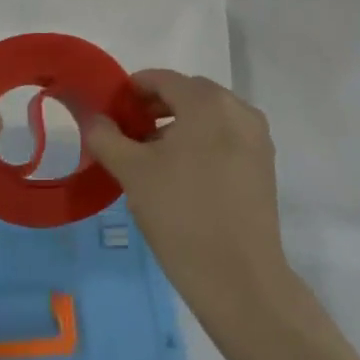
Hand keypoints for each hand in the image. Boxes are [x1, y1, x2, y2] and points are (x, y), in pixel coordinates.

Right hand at [83, 71, 291, 320]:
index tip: (110, 112)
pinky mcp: (264, 166)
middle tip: (127, 133)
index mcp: (207, 102)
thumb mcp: (132, 172)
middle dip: (155, 107)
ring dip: (179, 125)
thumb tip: (95, 119)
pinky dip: (201, 142)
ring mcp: (257, 139)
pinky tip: (181, 173)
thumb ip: (106, 136)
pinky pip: (226, 138)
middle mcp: (238, 110)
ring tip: (151, 155)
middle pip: (188, 94)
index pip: (162, 79)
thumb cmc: (181, 214)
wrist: (239, 279)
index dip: (131, 90)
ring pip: (209, 117)